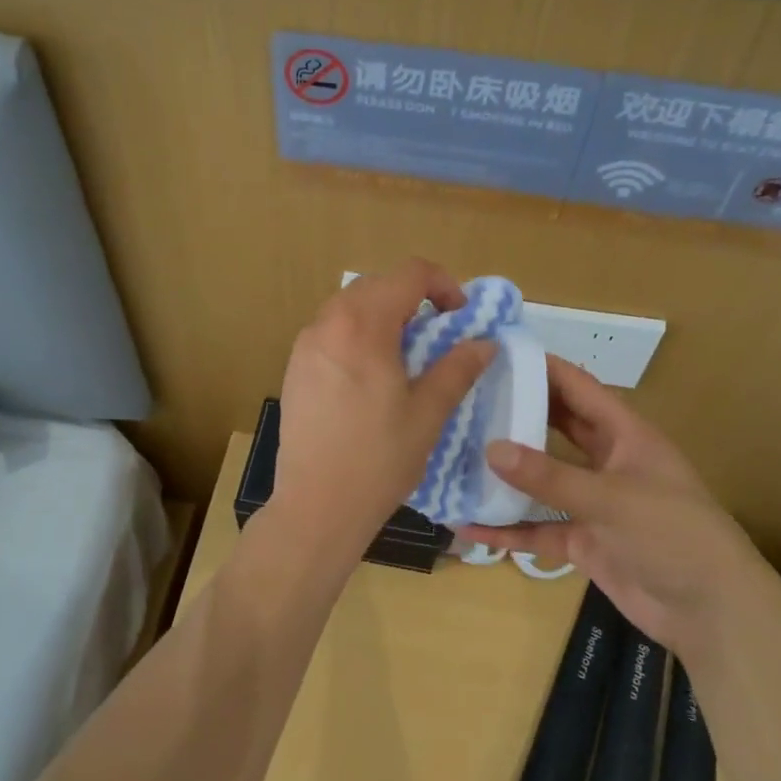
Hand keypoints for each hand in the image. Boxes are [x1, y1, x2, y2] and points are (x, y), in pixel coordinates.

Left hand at [271, 259, 495, 559]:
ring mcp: (305, 344)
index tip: (460, 316)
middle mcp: (328, 322)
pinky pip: (331, 331)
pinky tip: (371, 375)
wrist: (316, 506)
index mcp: (363, 325)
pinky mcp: (294, 367)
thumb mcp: (428, 413)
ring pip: (350, 306)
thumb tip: (485, 343)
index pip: (409, 274)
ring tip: (406, 354)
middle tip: (438, 333)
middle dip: (413, 297)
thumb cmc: (378, 460)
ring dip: (384, 314)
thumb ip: (458, 368)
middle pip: (377, 285)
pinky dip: (358, 334)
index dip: (443, 284)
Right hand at [457, 356, 769, 649]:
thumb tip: (490, 449)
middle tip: (467, 400)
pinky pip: (537, 529)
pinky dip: (508, 528)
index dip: (542, 368)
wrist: (713, 613)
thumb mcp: (612, 499)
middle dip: (517, 414)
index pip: (578, 388)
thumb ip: (550, 477)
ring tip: (457, 456)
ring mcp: (592, 504)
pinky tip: (469, 525)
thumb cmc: (674, 536)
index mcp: (625, 435)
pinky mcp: (583, 542)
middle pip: (555, 428)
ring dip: (506, 474)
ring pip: (541, 480)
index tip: (496, 353)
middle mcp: (606, 462)